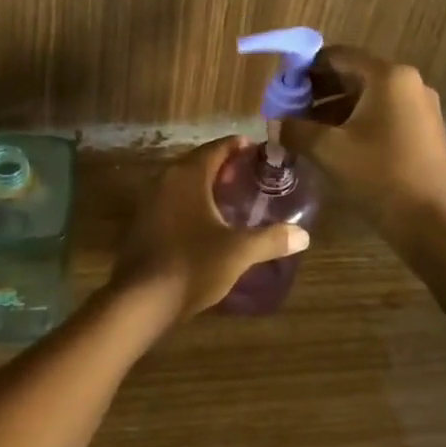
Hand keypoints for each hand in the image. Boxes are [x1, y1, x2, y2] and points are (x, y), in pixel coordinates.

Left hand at [107, 137, 309, 323]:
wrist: (142, 300)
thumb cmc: (192, 264)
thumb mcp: (238, 252)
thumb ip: (271, 240)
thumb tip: (303, 235)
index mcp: (188, 175)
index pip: (216, 148)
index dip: (237, 147)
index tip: (257, 151)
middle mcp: (166, 180)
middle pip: (198, 163)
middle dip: (223, 166)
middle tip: (248, 175)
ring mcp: (150, 201)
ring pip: (183, 183)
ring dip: (205, 186)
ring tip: (231, 198)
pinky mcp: (143, 223)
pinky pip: (172, 201)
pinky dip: (191, 203)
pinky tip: (206, 222)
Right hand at [280, 46, 445, 235]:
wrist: (433, 224)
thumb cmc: (378, 175)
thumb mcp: (327, 150)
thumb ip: (295, 129)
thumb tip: (275, 123)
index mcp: (388, 76)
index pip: (337, 56)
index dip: (304, 69)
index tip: (282, 89)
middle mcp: (409, 83)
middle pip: (353, 76)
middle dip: (318, 92)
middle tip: (290, 112)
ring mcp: (421, 108)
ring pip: (367, 98)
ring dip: (334, 110)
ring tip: (306, 132)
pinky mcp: (425, 132)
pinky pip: (383, 115)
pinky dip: (356, 123)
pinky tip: (335, 146)